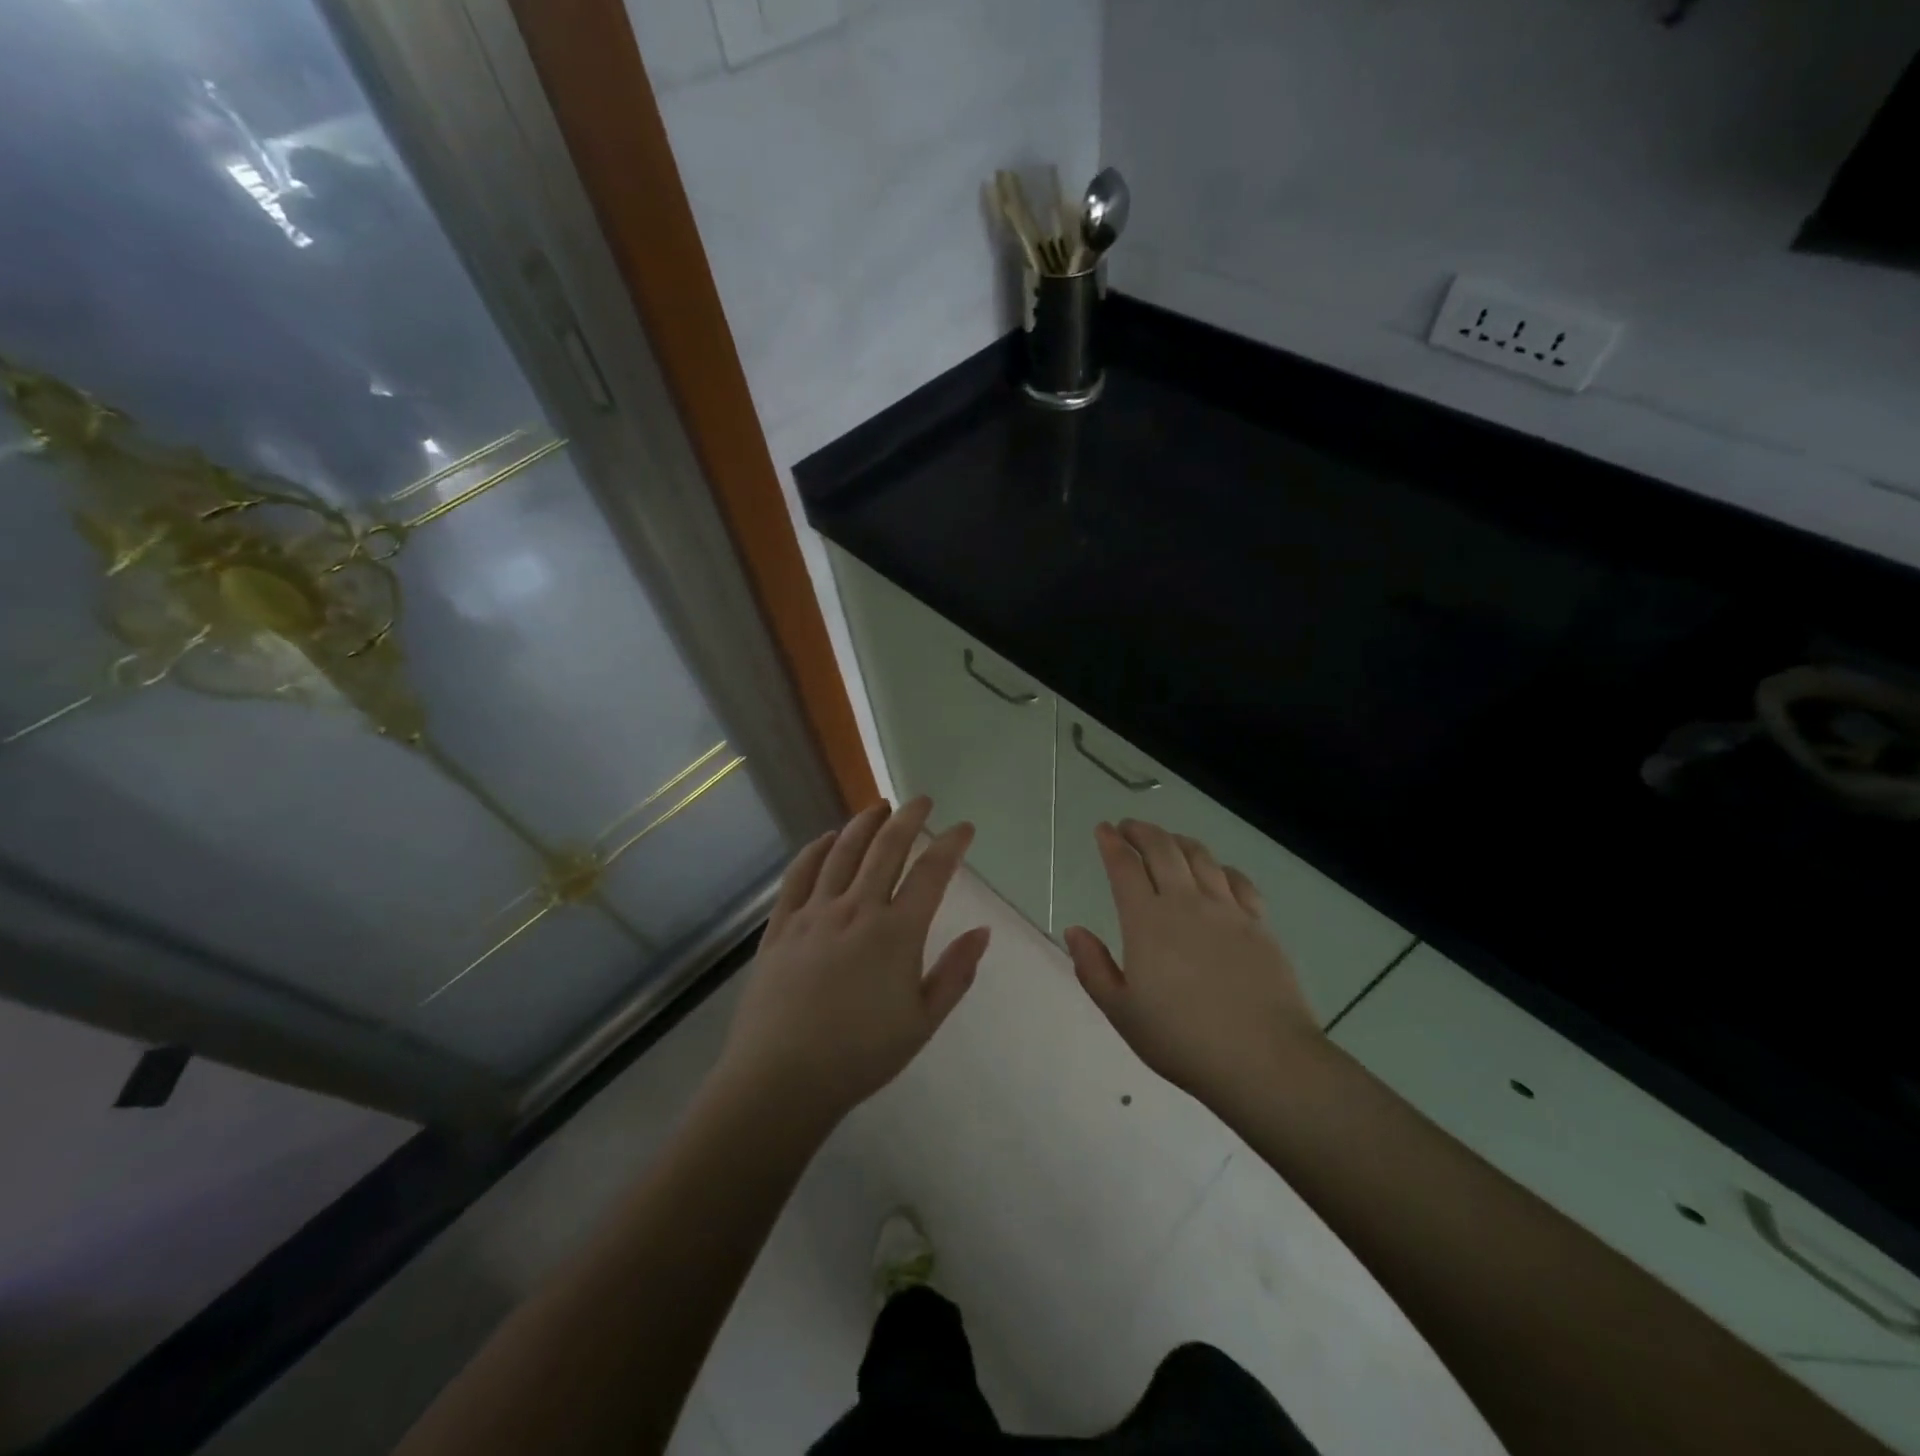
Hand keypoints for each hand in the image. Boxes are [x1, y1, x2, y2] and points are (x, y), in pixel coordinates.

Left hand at [717, 798, 989, 1126]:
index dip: (951, 844)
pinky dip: (815, 850)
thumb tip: (982, 932)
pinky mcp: (781, 925)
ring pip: (842, 852)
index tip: (963, 828)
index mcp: (897, 932)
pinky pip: (799, 875)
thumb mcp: (922, 1022)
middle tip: (922, 800)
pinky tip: (825, 839)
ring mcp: (814, 913)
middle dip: (908, 818)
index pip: (931, 873)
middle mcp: (857, 909)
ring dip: (864, 824)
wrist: (782, 1078)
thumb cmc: (861, 1055)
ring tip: (878, 806)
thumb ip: (955, 973)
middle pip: (886, 848)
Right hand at [1064, 820, 1320, 1105]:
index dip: (1111, 843)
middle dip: (1142, 831)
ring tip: (1167, 839)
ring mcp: (1227, 910)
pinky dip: (1220, 866)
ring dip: (1178, 840)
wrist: (1263, 1059)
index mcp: (1147, 921)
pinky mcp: (1259, 924)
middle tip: (1128, 827)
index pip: (1124, 867)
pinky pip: (1238, 880)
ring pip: (1200, 857)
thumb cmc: (1182, 1040)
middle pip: (1162, 849)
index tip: (1103, 829)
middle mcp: (1186, 903)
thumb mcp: (1122, 1012)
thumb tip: (1075, 930)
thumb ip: (1093, 967)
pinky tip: (1217, 871)